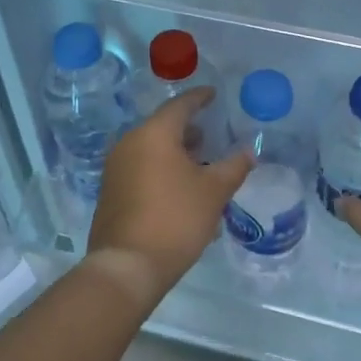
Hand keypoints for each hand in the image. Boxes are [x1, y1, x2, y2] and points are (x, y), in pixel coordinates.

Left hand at [88, 87, 252, 306]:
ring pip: (151, 147)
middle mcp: (129, 143)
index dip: (200, 98)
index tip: (214, 95)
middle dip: (188, 128)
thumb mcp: (214, 192)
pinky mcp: (111, 190)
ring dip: (175, 150)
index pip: (180, 105)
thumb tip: (249, 151)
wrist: (127, 266)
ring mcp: (116, 167)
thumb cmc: (175, 219)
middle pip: (163, 126)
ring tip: (200, 161)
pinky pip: (140, 166)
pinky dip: (161, 167)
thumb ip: (234, 166)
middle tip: (211, 133)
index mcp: (154, 134)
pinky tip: (179, 185)